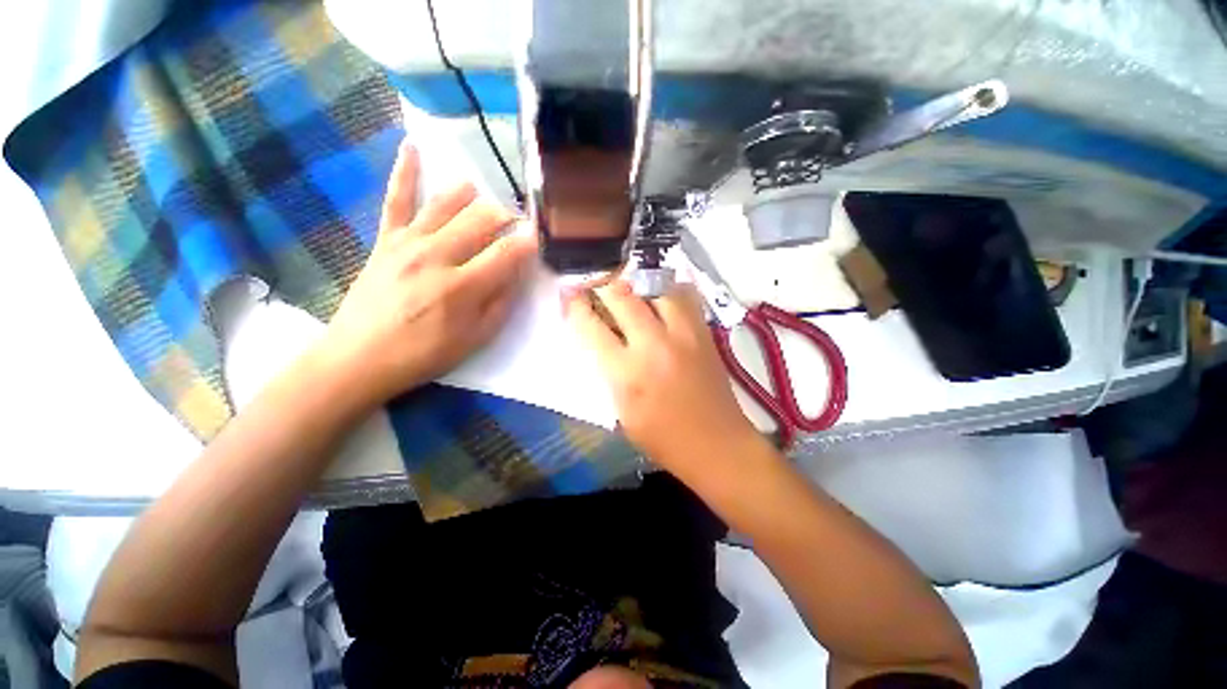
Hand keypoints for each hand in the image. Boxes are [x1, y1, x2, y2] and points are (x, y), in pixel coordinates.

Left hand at [317, 140, 535, 408]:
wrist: (360, 357)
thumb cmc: (425, 354)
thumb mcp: (475, 339)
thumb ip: (501, 303)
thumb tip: (518, 273)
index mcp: (463, 286)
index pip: (507, 253)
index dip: (529, 242)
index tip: (541, 236)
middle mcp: (437, 256)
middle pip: (481, 220)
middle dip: (506, 217)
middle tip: (516, 222)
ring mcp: (408, 243)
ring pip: (447, 204)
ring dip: (473, 196)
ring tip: (485, 197)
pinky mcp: (385, 240)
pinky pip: (396, 199)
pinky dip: (404, 171)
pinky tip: (412, 146)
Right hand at [565, 281, 762, 477]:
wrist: (717, 445)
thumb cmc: (662, 438)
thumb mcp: (621, 412)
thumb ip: (609, 370)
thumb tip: (600, 335)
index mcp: (628, 373)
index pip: (592, 326)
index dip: (576, 305)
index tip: (570, 293)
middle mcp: (654, 345)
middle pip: (622, 295)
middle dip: (602, 284)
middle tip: (596, 284)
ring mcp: (684, 334)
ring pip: (656, 286)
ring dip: (637, 284)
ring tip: (630, 289)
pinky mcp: (704, 332)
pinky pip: (685, 295)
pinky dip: (668, 290)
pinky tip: (661, 298)